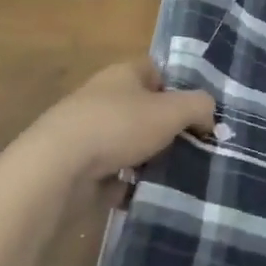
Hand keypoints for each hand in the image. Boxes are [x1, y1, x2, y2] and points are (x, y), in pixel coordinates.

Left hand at [17, 58, 214, 185]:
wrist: (57, 169)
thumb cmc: (118, 126)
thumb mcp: (171, 111)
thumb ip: (199, 106)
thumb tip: (209, 116)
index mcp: (123, 73)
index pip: (157, 70)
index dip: (180, 87)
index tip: (199, 112)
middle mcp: (104, 97)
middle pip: (145, 108)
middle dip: (168, 128)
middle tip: (195, 147)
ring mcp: (88, 132)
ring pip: (130, 142)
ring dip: (149, 158)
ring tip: (176, 175)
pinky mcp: (78, 167)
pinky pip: (112, 173)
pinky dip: (128, 184)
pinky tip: (145, 195)